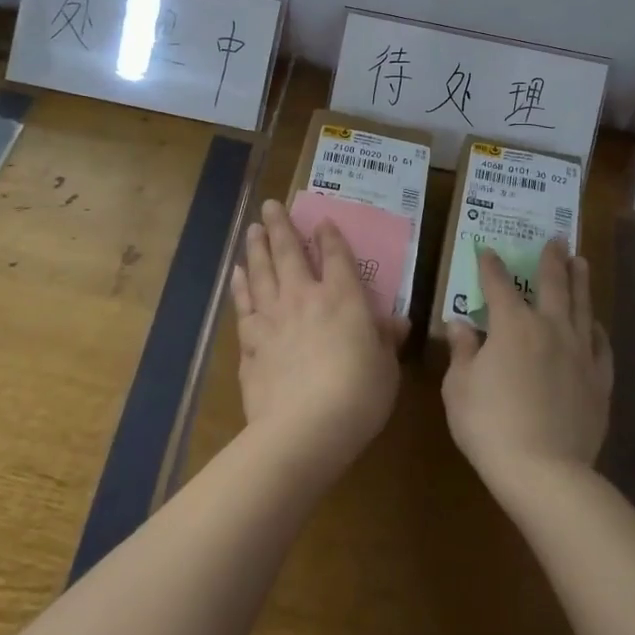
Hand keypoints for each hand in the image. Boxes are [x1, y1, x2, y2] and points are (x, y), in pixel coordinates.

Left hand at [230, 200, 405, 479]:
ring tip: (252, 230)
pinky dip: (240, 288)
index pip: (336, 256)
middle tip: (270, 205)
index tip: (322, 220)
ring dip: (256, 249)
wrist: (304, 429)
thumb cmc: (359, 395)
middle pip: (289, 253)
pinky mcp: (250, 345)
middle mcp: (304, 298)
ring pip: (261, 273)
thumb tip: (397, 321)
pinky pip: (244, 306)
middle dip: (280, 227)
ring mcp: (273, 319)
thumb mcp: (387, 367)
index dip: (329, 236)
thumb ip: (387, 339)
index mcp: (343, 298)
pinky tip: (237, 276)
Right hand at [441, 239, 611, 498]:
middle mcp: (550, 328)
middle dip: (551, 259)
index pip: (498, 284)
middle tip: (557, 238)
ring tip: (581, 262)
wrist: (545, 471)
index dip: (491, 265)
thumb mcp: (459, 388)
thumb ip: (462, 351)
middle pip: (552, 284)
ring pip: (583, 306)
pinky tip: (596, 323)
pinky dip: (597, 329)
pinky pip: (601, 345)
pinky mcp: (599, 380)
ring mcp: (579, 352)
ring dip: (580, 281)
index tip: (488, 250)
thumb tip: (461, 324)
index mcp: (512, 325)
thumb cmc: (490, 425)